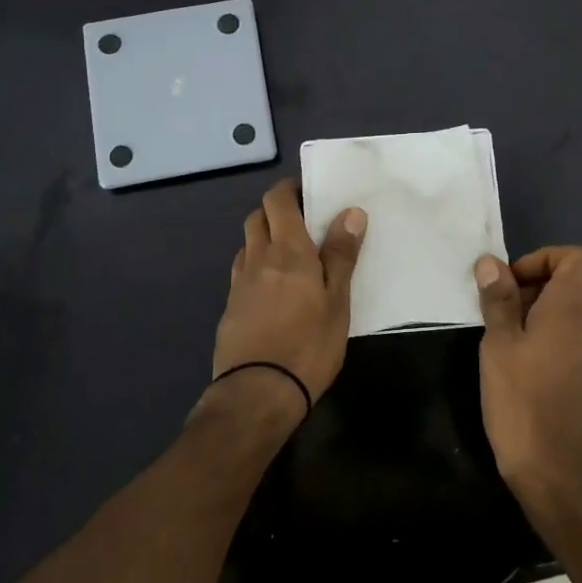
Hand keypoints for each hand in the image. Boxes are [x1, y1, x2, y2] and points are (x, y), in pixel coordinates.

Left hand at [210, 179, 366, 413]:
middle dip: (276, 211)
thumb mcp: (337, 301)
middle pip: (257, 217)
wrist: (257, 392)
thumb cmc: (308, 344)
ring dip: (264, 238)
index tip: (308, 193)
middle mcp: (257, 258)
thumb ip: (341, 255)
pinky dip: (256, 266)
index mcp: (286, 250)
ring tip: (290, 255)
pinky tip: (273, 288)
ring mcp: (239, 284)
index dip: (288, 190)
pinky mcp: (230, 308)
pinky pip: (242, 272)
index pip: (277, 201)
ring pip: (247, 244)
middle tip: (303, 223)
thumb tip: (350, 212)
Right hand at [474, 246, 581, 499]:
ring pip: (561, 307)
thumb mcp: (499, 344)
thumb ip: (498, 300)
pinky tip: (507, 355)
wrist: (553, 467)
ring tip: (496, 331)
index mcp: (570, 308)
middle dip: (530, 281)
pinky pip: (559, 332)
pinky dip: (534, 331)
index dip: (545, 257)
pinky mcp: (574, 371)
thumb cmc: (522, 399)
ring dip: (528, 308)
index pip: (580, 258)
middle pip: (569, 279)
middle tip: (497, 305)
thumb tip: (491, 263)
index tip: (514, 279)